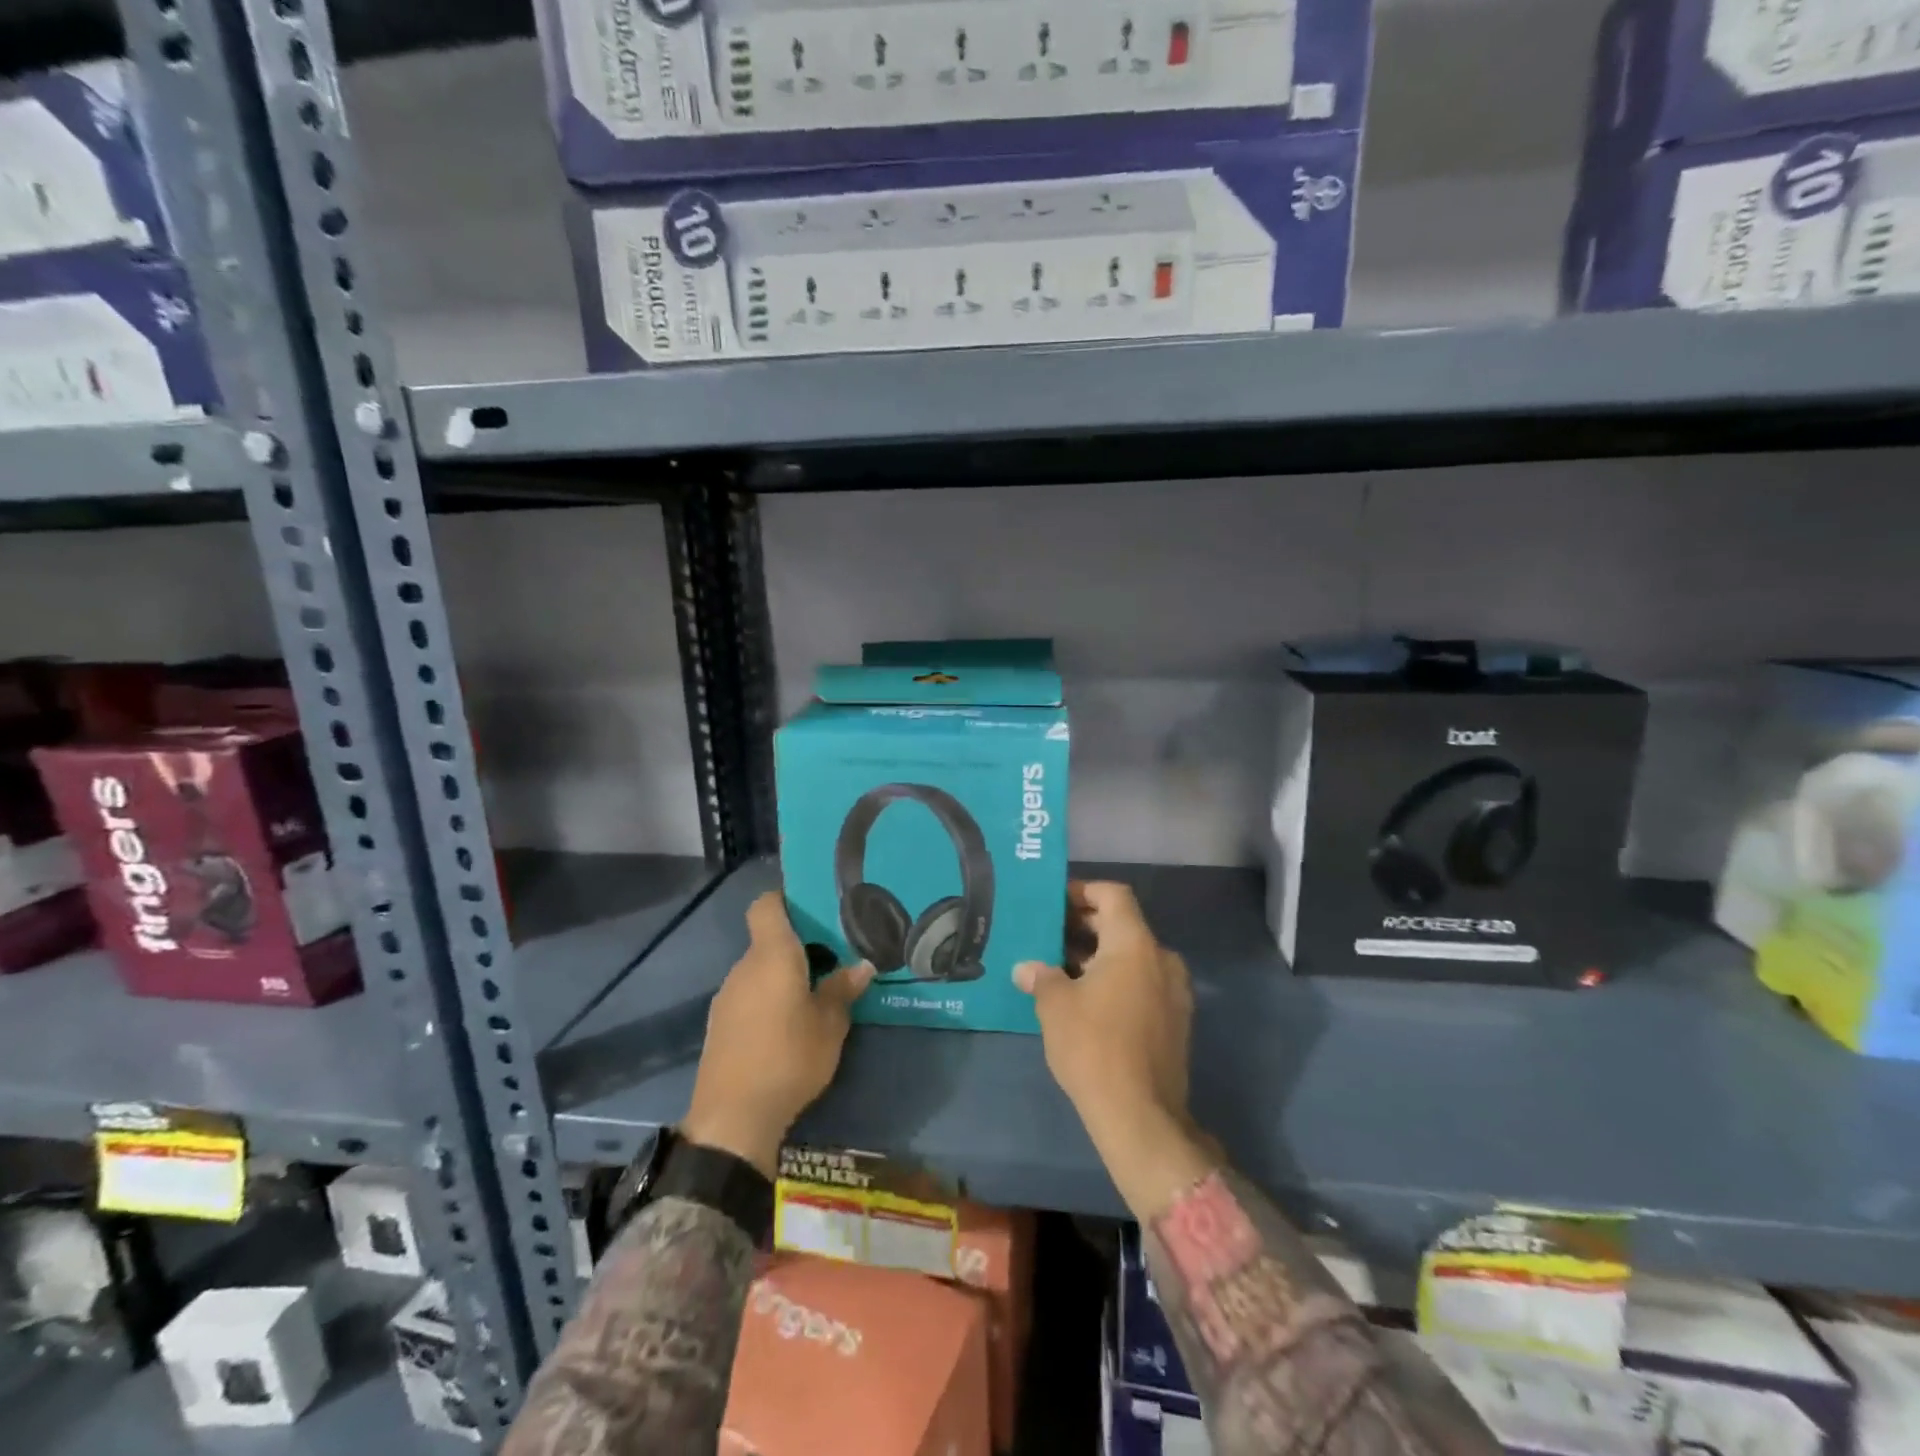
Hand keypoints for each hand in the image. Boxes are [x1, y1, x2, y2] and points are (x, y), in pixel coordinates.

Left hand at [682, 892, 873, 1177]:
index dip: (786, 899)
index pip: (767, 906)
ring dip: (782, 976)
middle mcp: (744, 968)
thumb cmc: (789, 1057)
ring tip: (813, 995)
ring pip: (759, 971)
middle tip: (831, 958)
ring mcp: (727, 997)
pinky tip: (787, 1027)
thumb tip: (863, 965)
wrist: (733, 1117)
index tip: (813, 908)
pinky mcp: (719, 1025)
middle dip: (797, 946)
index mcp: (772, 955)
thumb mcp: (830, 1025)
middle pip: (767, 940)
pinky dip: (767, 1000)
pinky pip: (748, 996)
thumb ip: (843, 990)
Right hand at [1015, 881, 1215, 1220]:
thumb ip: (1041, 976)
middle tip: (1049, 935)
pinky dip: (1116, 980)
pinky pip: (1142, 983)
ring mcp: (1173, 991)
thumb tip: (1027, 968)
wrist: (1141, 1116)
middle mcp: (1161, 959)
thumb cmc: (1094, 1047)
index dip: (1082, 892)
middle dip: (1085, 926)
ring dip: (1099, 956)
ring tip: (1060, 968)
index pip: (1113, 895)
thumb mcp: (1056, 1006)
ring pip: (1132, 956)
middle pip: (1123, 924)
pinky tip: (1085, 1000)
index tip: (1054, 903)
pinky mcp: (1175, 1020)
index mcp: (1135, 944)